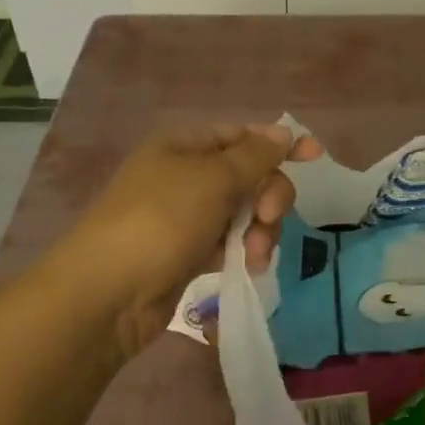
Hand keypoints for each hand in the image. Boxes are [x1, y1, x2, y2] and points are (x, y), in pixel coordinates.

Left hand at [62, 124, 322, 354]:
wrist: (109, 293)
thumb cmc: (161, 220)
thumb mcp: (213, 178)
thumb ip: (255, 156)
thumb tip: (283, 132)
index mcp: (184, 145)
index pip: (242, 135)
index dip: (279, 144)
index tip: (316, 156)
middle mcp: (185, 174)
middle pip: (249, 175)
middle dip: (268, 196)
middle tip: (266, 216)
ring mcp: (186, 215)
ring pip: (244, 212)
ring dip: (259, 229)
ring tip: (253, 254)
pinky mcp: (188, 251)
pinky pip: (230, 241)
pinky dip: (243, 250)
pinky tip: (248, 266)